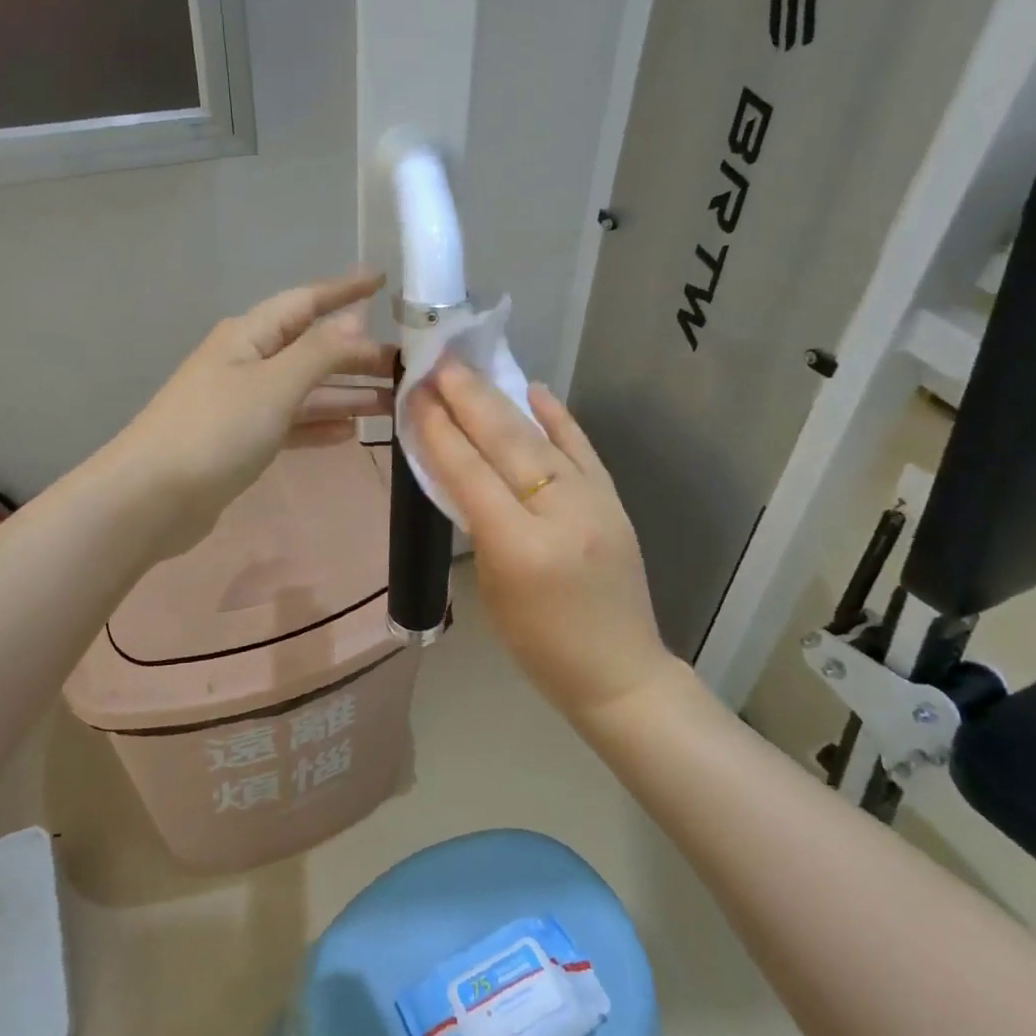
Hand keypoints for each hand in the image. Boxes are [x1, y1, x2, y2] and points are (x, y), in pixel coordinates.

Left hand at [110, 270, 394, 556]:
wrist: (151, 498)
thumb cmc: (215, 431)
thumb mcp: (274, 385)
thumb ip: (319, 352)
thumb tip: (356, 319)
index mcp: (250, 335)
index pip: (306, 302)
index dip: (344, 289)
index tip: (382, 279)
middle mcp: (247, 362)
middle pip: (311, 349)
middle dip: (358, 355)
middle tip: (407, 365)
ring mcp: (242, 403)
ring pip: (305, 389)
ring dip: (347, 393)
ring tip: (393, 402)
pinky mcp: (241, 441)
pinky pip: (291, 424)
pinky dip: (319, 424)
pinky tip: (350, 433)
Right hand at [411, 360, 672, 716]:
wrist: (619, 671)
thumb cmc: (538, 645)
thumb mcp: (492, 587)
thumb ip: (477, 523)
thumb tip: (460, 466)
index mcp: (518, 548)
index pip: (470, 474)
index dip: (438, 431)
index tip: (415, 394)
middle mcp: (559, 514)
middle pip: (506, 444)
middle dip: (468, 399)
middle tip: (439, 365)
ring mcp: (594, 502)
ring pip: (541, 438)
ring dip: (502, 399)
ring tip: (471, 369)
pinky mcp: (614, 499)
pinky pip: (582, 448)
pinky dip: (557, 417)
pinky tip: (534, 390)